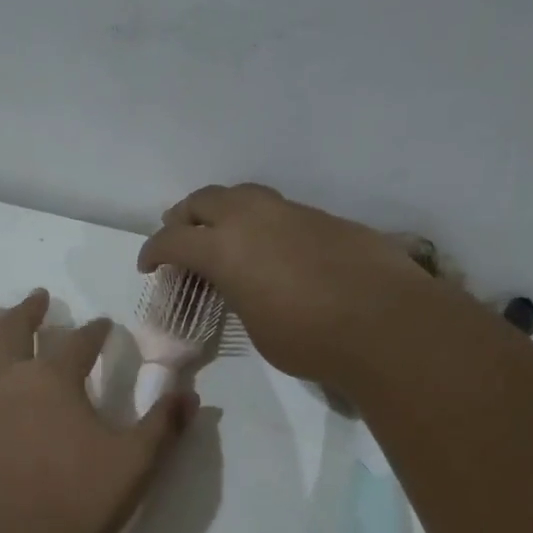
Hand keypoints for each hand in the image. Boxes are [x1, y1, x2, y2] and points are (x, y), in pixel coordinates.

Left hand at [0, 289, 197, 532]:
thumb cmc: (74, 503)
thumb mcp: (135, 464)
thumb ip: (164, 425)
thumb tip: (192, 393)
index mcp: (53, 380)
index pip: (79, 342)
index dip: (94, 331)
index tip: (103, 325)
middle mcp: (7, 379)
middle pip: (17, 331)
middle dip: (30, 311)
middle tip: (38, 296)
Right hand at [138, 184, 451, 386]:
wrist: (384, 322)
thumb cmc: (308, 337)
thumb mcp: (255, 325)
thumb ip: (238, 294)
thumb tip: (241, 284)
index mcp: (224, 248)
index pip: (173, 240)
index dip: (153, 252)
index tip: (148, 265)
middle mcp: (252, 218)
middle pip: (204, 200)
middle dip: (184, 216)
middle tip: (179, 234)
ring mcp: (291, 212)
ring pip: (244, 195)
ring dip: (224, 210)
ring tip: (223, 231)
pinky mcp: (324, 217)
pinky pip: (279, 210)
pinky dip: (262, 221)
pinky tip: (272, 246)